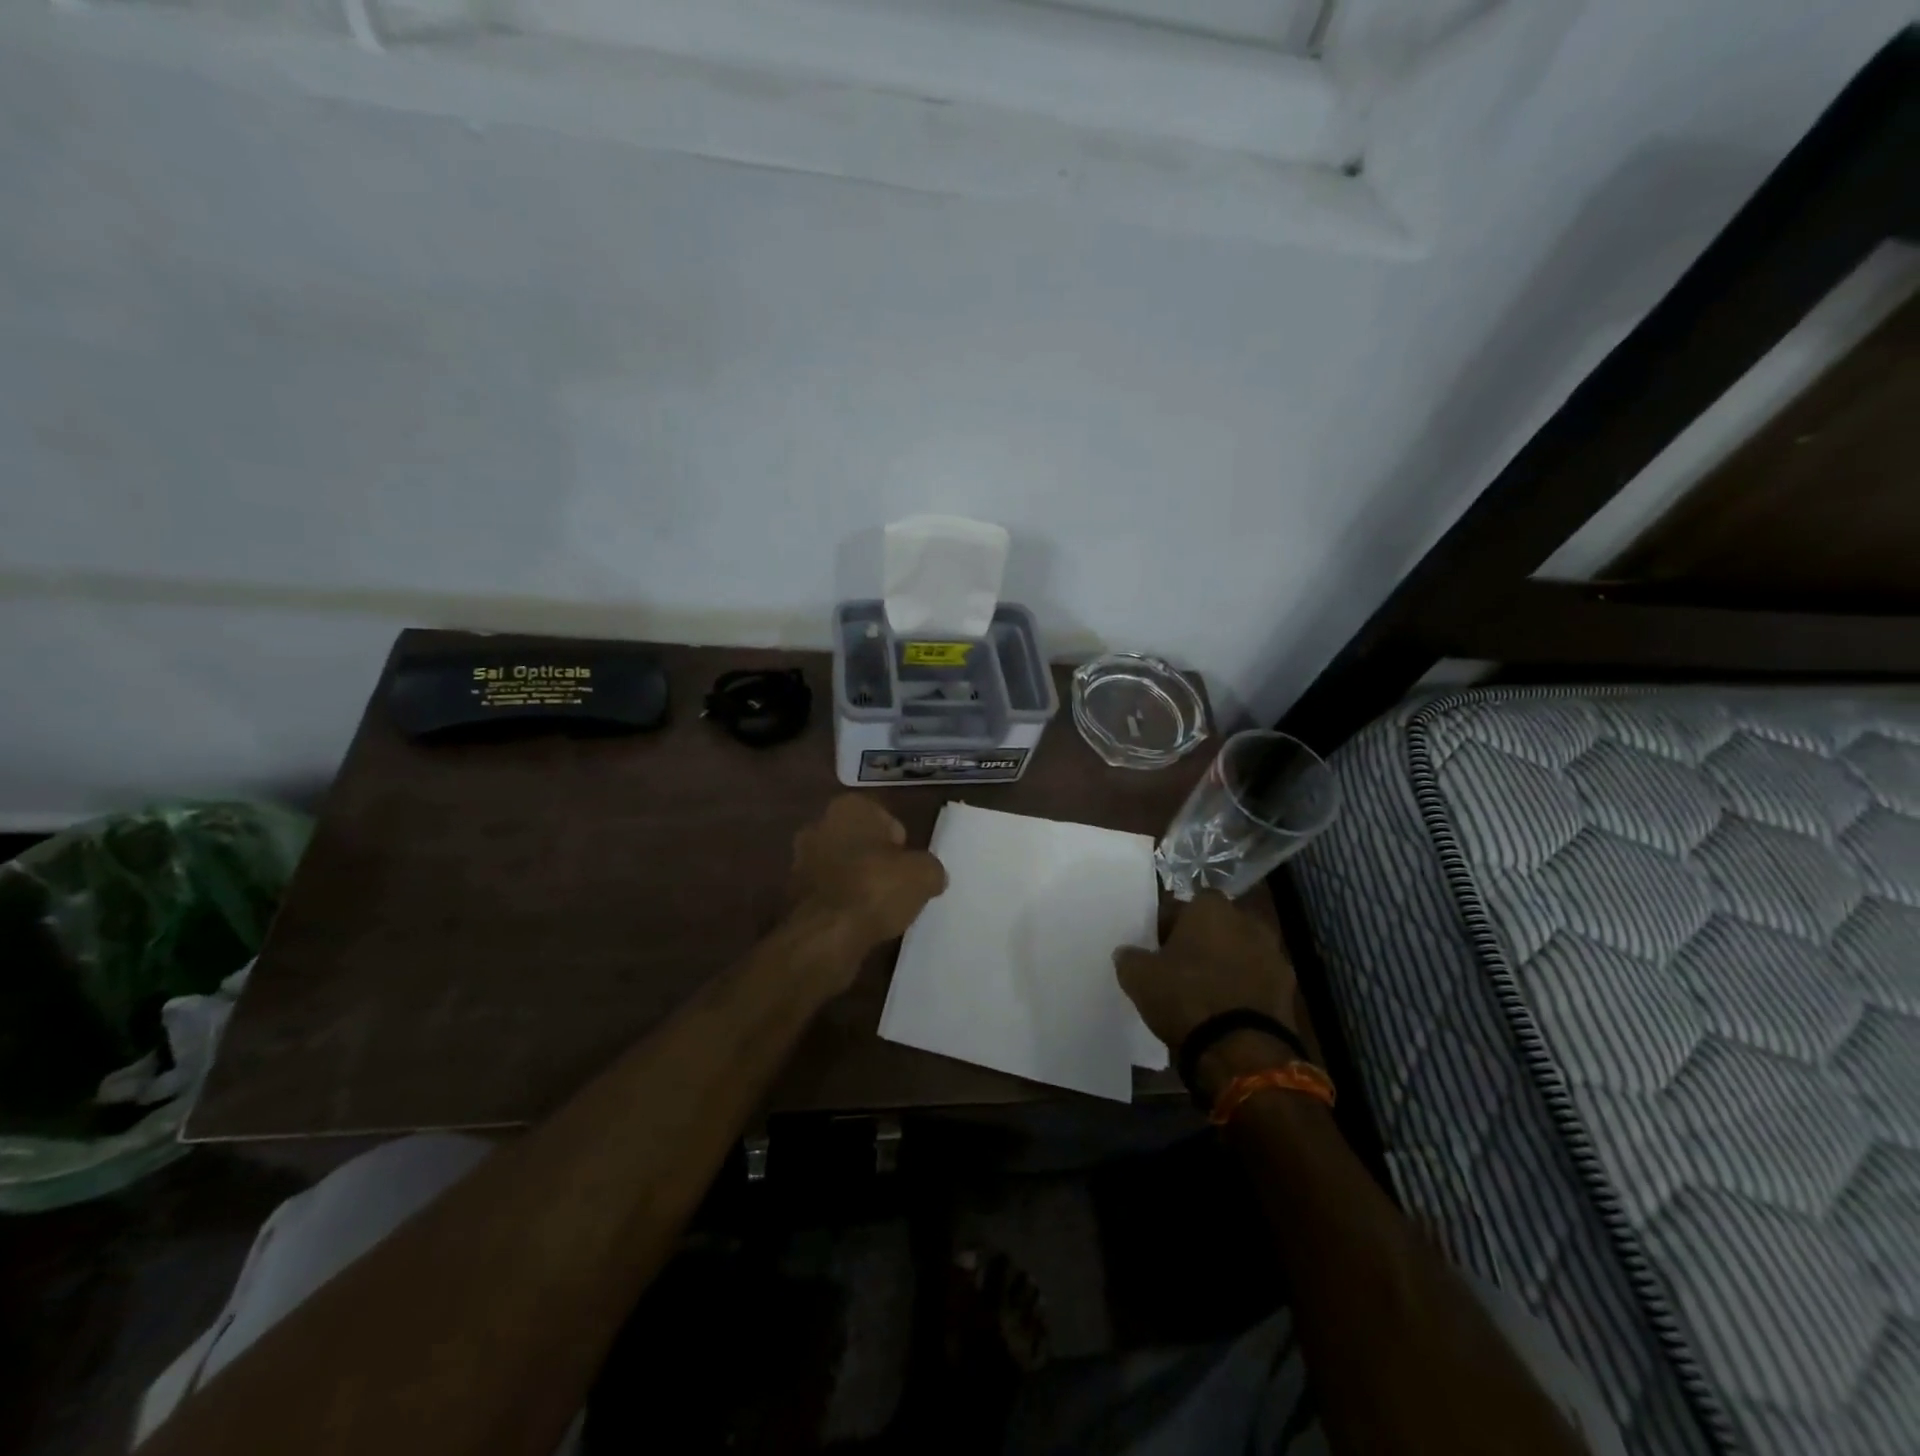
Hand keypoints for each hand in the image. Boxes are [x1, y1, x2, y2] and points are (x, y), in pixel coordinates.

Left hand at [788, 795, 946, 960]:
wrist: (825, 935)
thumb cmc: (875, 888)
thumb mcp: (924, 875)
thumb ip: (930, 868)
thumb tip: (930, 876)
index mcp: (848, 807)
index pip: (885, 819)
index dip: (901, 844)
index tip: (908, 867)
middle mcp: (818, 825)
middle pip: (860, 841)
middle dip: (875, 860)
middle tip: (896, 886)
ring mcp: (800, 859)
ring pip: (841, 866)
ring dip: (857, 882)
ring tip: (879, 909)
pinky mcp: (792, 893)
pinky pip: (828, 892)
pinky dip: (841, 903)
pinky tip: (857, 922)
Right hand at [1114, 893, 1300, 1097]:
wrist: (1241, 1050)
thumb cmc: (1185, 998)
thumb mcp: (1138, 977)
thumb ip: (1130, 957)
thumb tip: (1127, 953)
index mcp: (1211, 908)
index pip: (1186, 904)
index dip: (1170, 924)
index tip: (1157, 946)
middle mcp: (1247, 921)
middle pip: (1218, 926)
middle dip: (1203, 941)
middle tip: (1181, 967)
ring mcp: (1273, 954)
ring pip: (1241, 952)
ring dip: (1227, 964)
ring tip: (1205, 992)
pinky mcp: (1289, 989)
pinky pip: (1258, 980)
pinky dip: (1244, 989)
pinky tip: (1227, 1011)